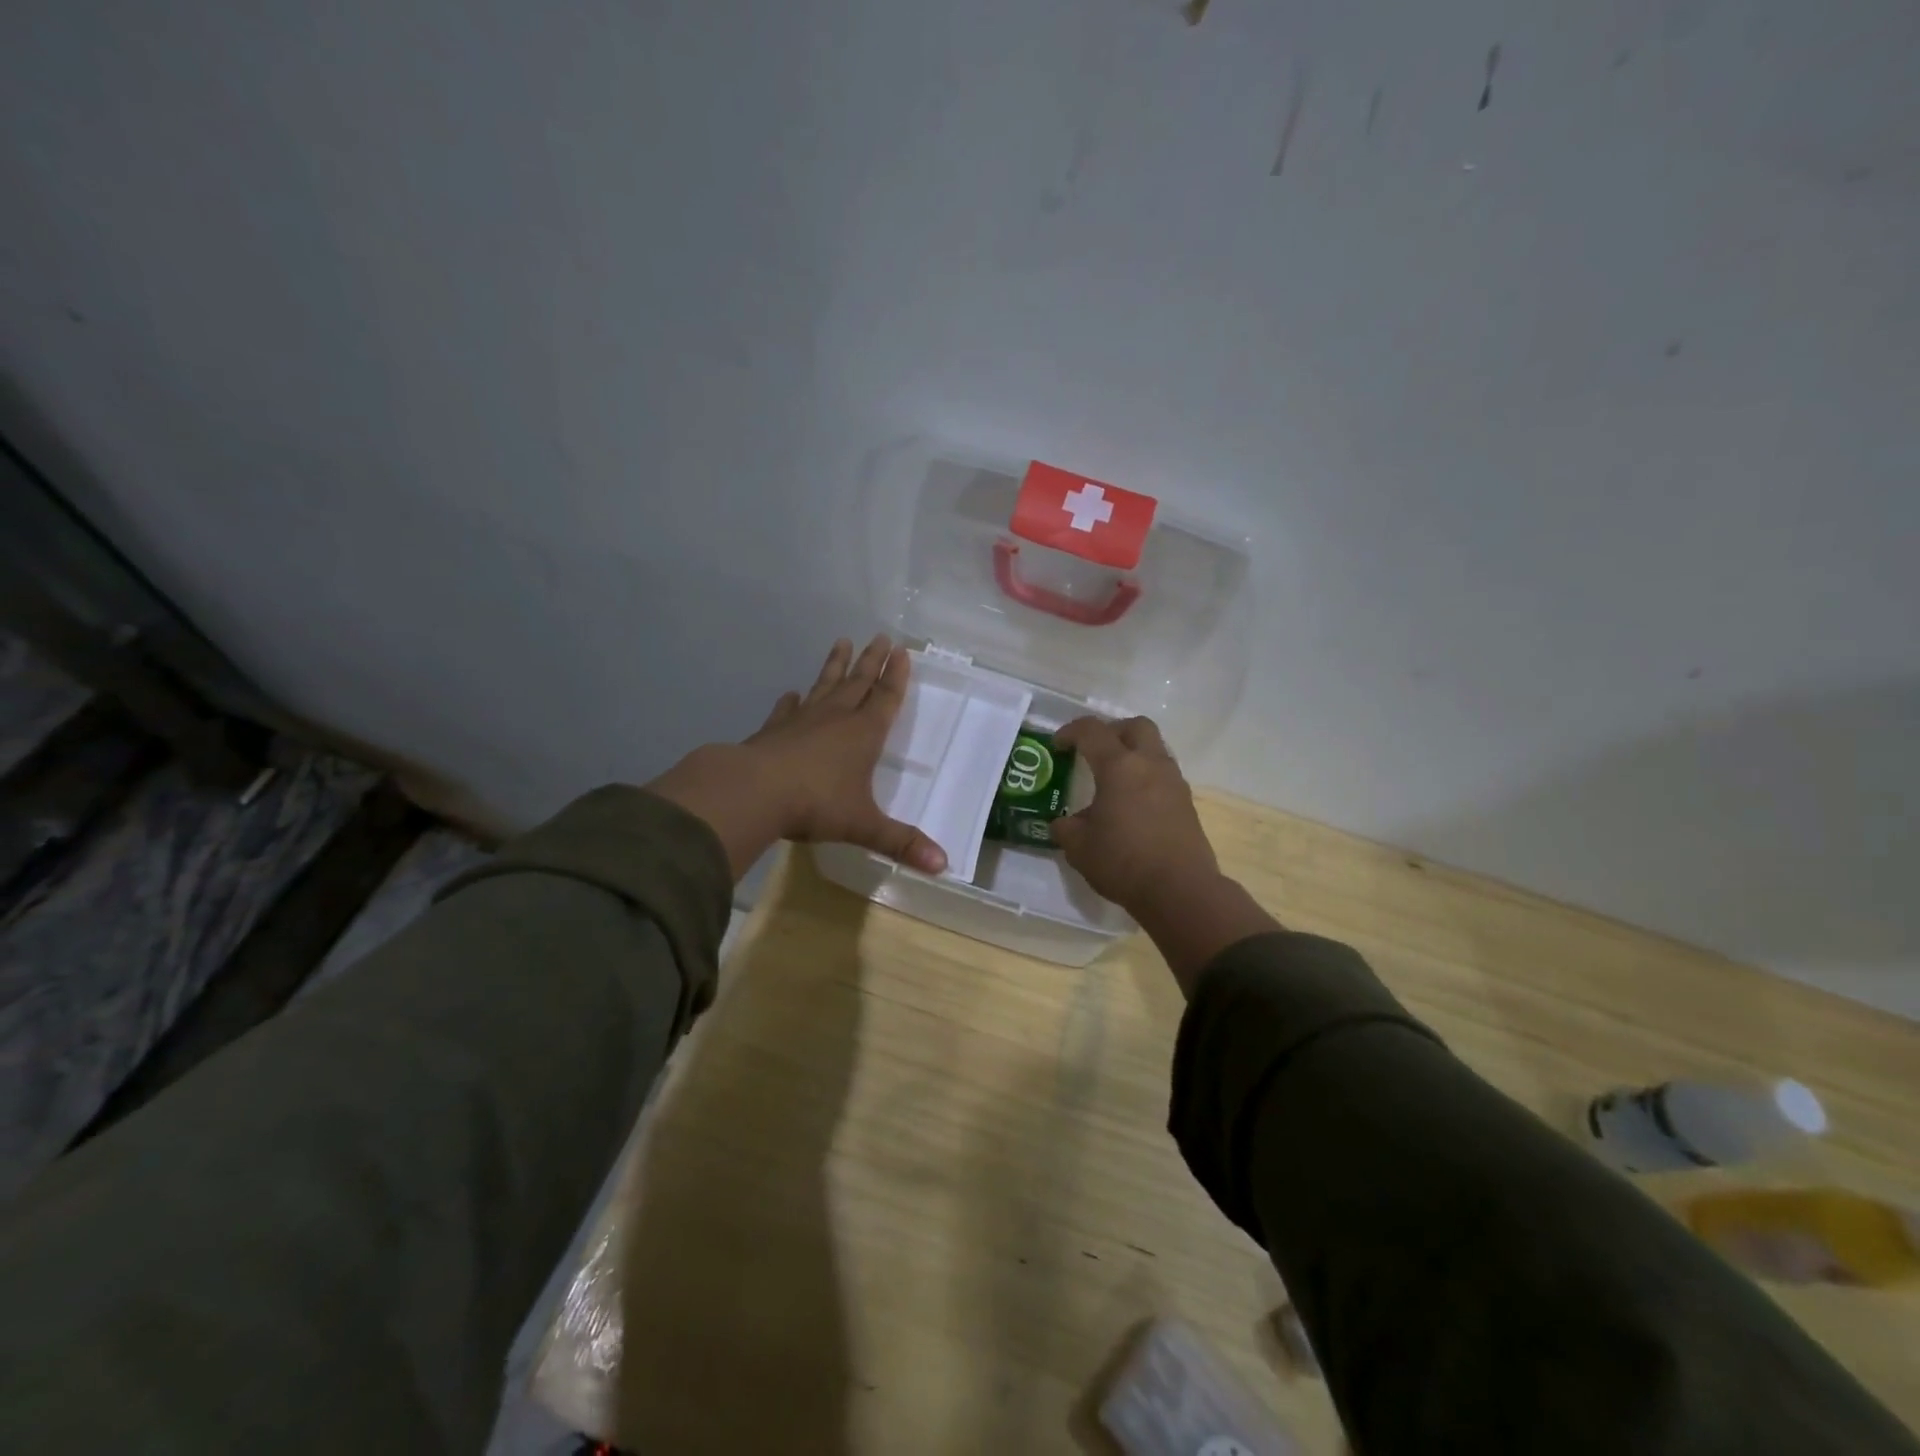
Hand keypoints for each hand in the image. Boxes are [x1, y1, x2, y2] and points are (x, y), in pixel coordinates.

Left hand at [646, 635, 947, 878]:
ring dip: (835, 665)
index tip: (902, 651)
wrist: (753, 792)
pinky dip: (791, 701)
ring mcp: (801, 721)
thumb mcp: (863, 826)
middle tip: (880, 637)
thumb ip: (901, 843)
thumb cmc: (815, 805)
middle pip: (858, 683)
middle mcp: (835, 719)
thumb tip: (944, 866)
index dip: (896, 676)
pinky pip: (786, 710)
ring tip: (841, 642)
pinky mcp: (773, 731)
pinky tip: (791, 693)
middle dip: (871, 661)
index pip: (885, 698)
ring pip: (824, 686)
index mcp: (862, 735)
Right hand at [1052, 715, 1277, 994]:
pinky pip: (1164, 774)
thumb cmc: (1123, 861)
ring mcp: (1174, 782)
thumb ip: (1066, 828)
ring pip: (1154, 749)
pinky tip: (1132, 804)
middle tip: (1094, 750)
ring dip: (1133, 754)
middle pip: (1135, 726)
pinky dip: (1146, 777)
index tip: (1058, 746)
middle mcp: (1150, 764)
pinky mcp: (1187, 802)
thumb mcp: (1079, 847)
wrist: (1180, 890)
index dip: (1071, 732)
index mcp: (1119, 766)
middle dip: (1112, 731)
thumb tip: (1064, 823)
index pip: (1092, 731)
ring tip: (1113, 780)